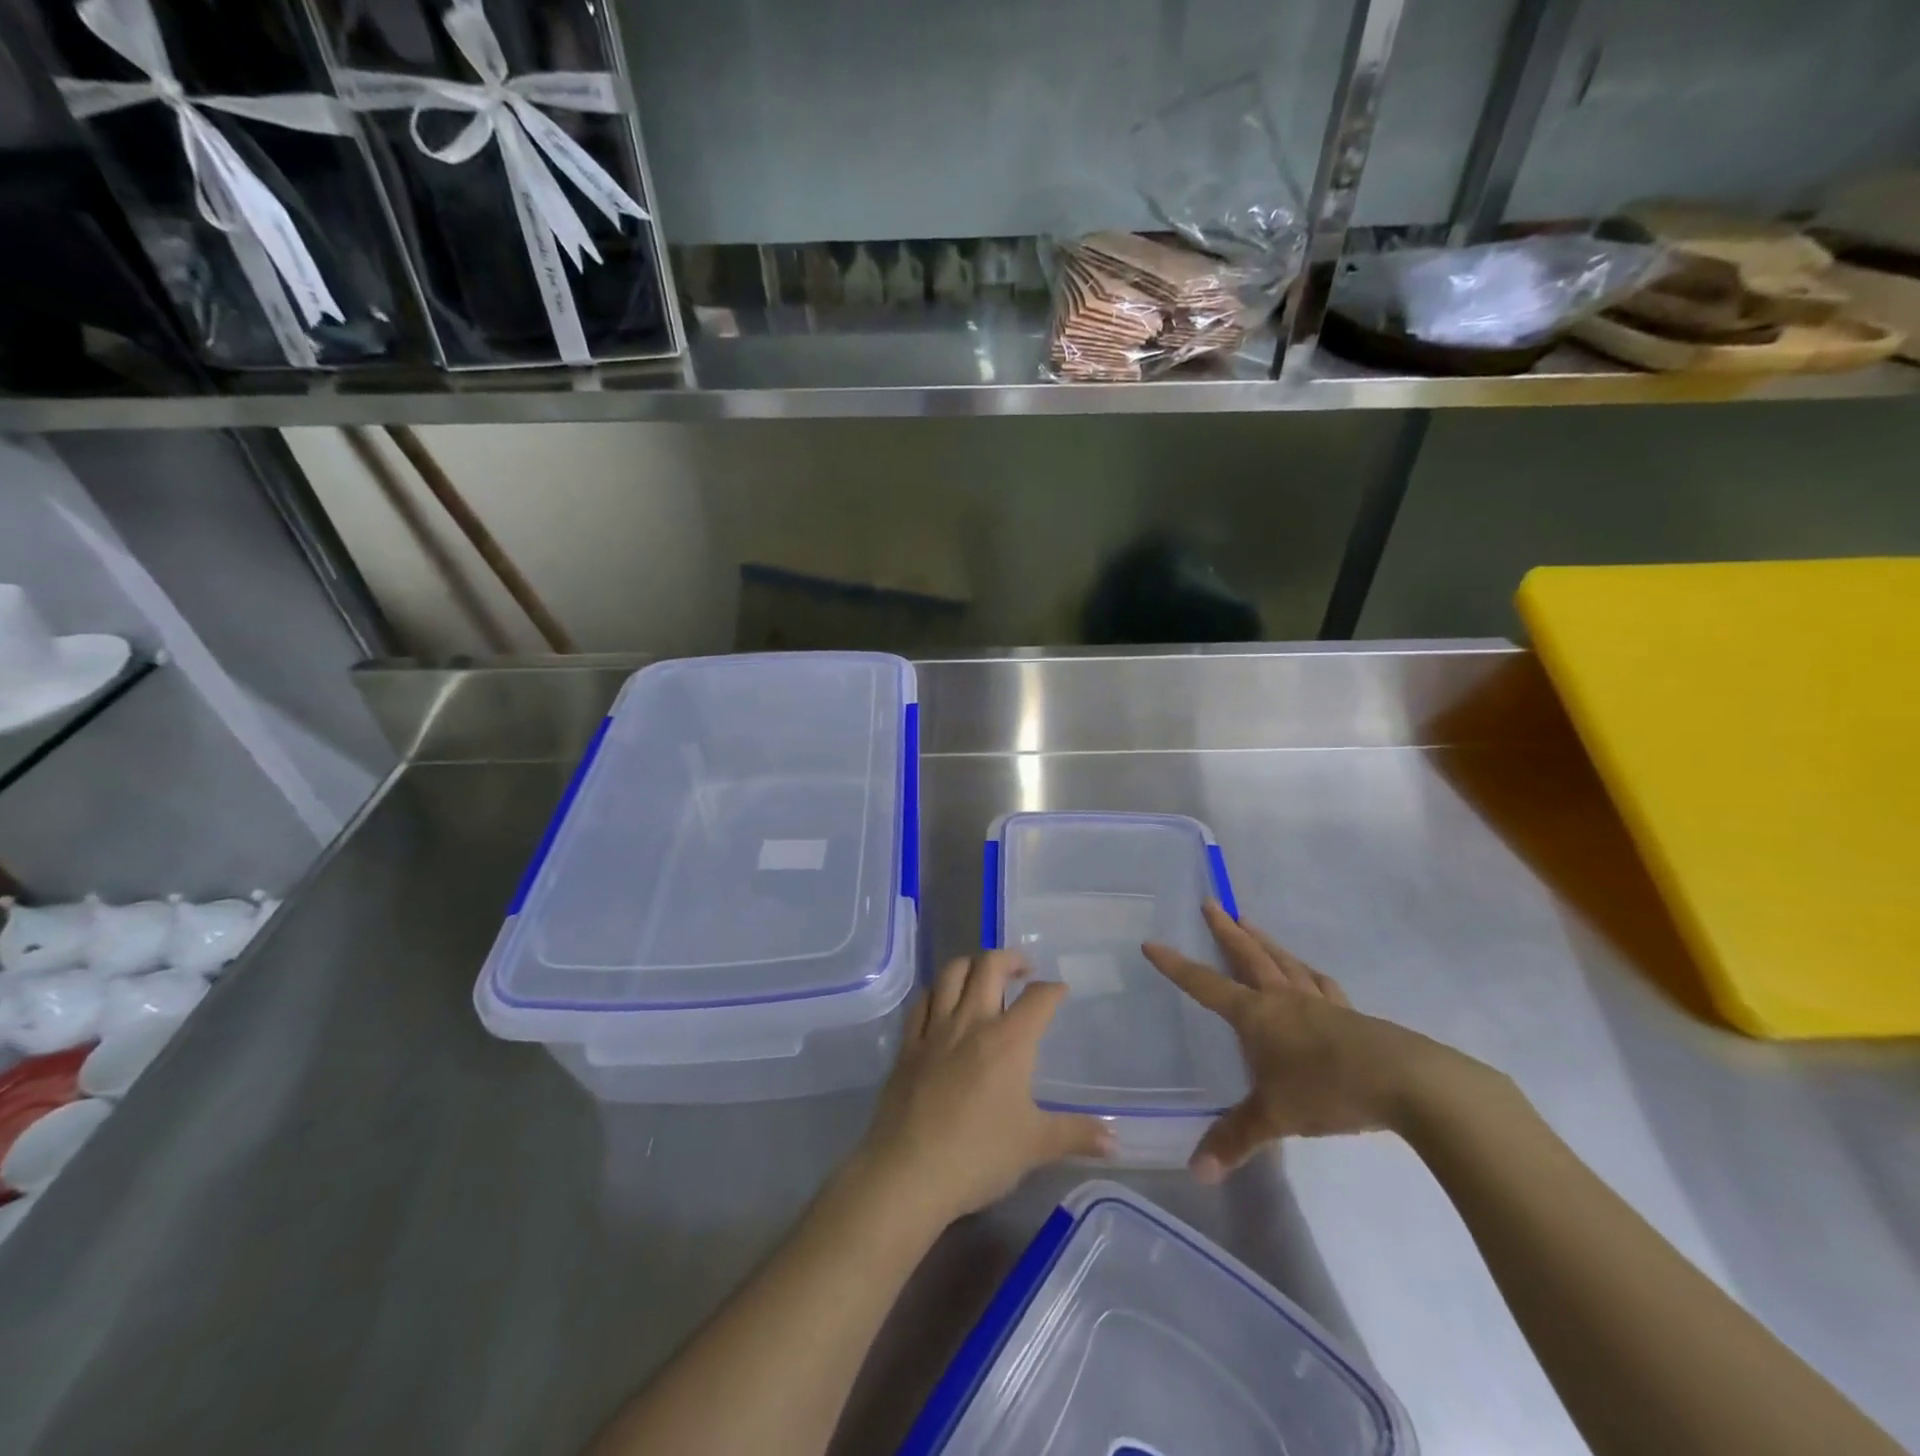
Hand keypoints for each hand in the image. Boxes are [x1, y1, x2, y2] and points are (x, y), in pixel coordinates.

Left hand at [852, 950, 1113, 1229]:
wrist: (909, 1172)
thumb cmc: (979, 1155)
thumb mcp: (1035, 1146)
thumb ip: (1076, 1135)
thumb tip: (1115, 1139)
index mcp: (1008, 1041)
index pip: (1038, 998)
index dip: (1053, 989)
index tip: (1060, 991)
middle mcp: (972, 1022)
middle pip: (989, 966)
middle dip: (1010, 958)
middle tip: (1023, 969)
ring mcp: (935, 1030)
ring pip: (951, 973)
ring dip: (971, 964)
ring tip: (983, 975)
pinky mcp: (908, 1045)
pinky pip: (922, 1002)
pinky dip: (936, 992)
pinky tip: (942, 1001)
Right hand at [1144, 903, 1447, 1182]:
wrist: (1405, 1082)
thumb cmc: (1327, 1090)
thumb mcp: (1275, 1117)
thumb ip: (1236, 1139)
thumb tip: (1196, 1173)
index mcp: (1257, 1015)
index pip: (1206, 985)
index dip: (1177, 966)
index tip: (1152, 943)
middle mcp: (1283, 998)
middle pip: (1249, 955)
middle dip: (1226, 930)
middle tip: (1211, 903)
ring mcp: (1319, 1002)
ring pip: (1284, 961)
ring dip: (1264, 940)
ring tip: (1250, 923)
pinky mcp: (1350, 1014)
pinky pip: (1320, 983)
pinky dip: (1307, 972)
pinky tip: (1309, 973)